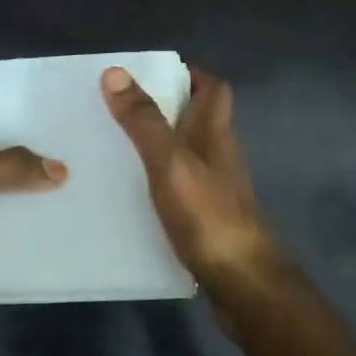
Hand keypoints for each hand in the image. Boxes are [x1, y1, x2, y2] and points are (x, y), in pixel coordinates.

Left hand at [0, 130, 66, 344]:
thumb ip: (10, 168)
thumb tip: (61, 170)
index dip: (12, 124)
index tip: (53, 120)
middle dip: (32, 165)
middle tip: (77, 156)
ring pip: (7, 205)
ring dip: (35, 203)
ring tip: (81, 191)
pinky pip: (8, 240)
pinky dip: (30, 238)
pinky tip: (64, 230)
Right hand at [101, 66, 281, 301]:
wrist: (242, 284)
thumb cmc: (208, 215)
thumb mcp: (170, 162)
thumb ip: (144, 120)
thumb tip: (115, 72)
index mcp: (215, 133)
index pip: (213, 88)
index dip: (188, 74)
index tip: (149, 74)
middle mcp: (218, 155)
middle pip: (197, 119)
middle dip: (163, 108)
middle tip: (118, 110)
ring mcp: (215, 188)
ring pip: (186, 153)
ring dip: (157, 145)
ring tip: (113, 146)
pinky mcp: (206, 217)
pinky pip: (179, 185)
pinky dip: (157, 180)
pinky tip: (128, 193)